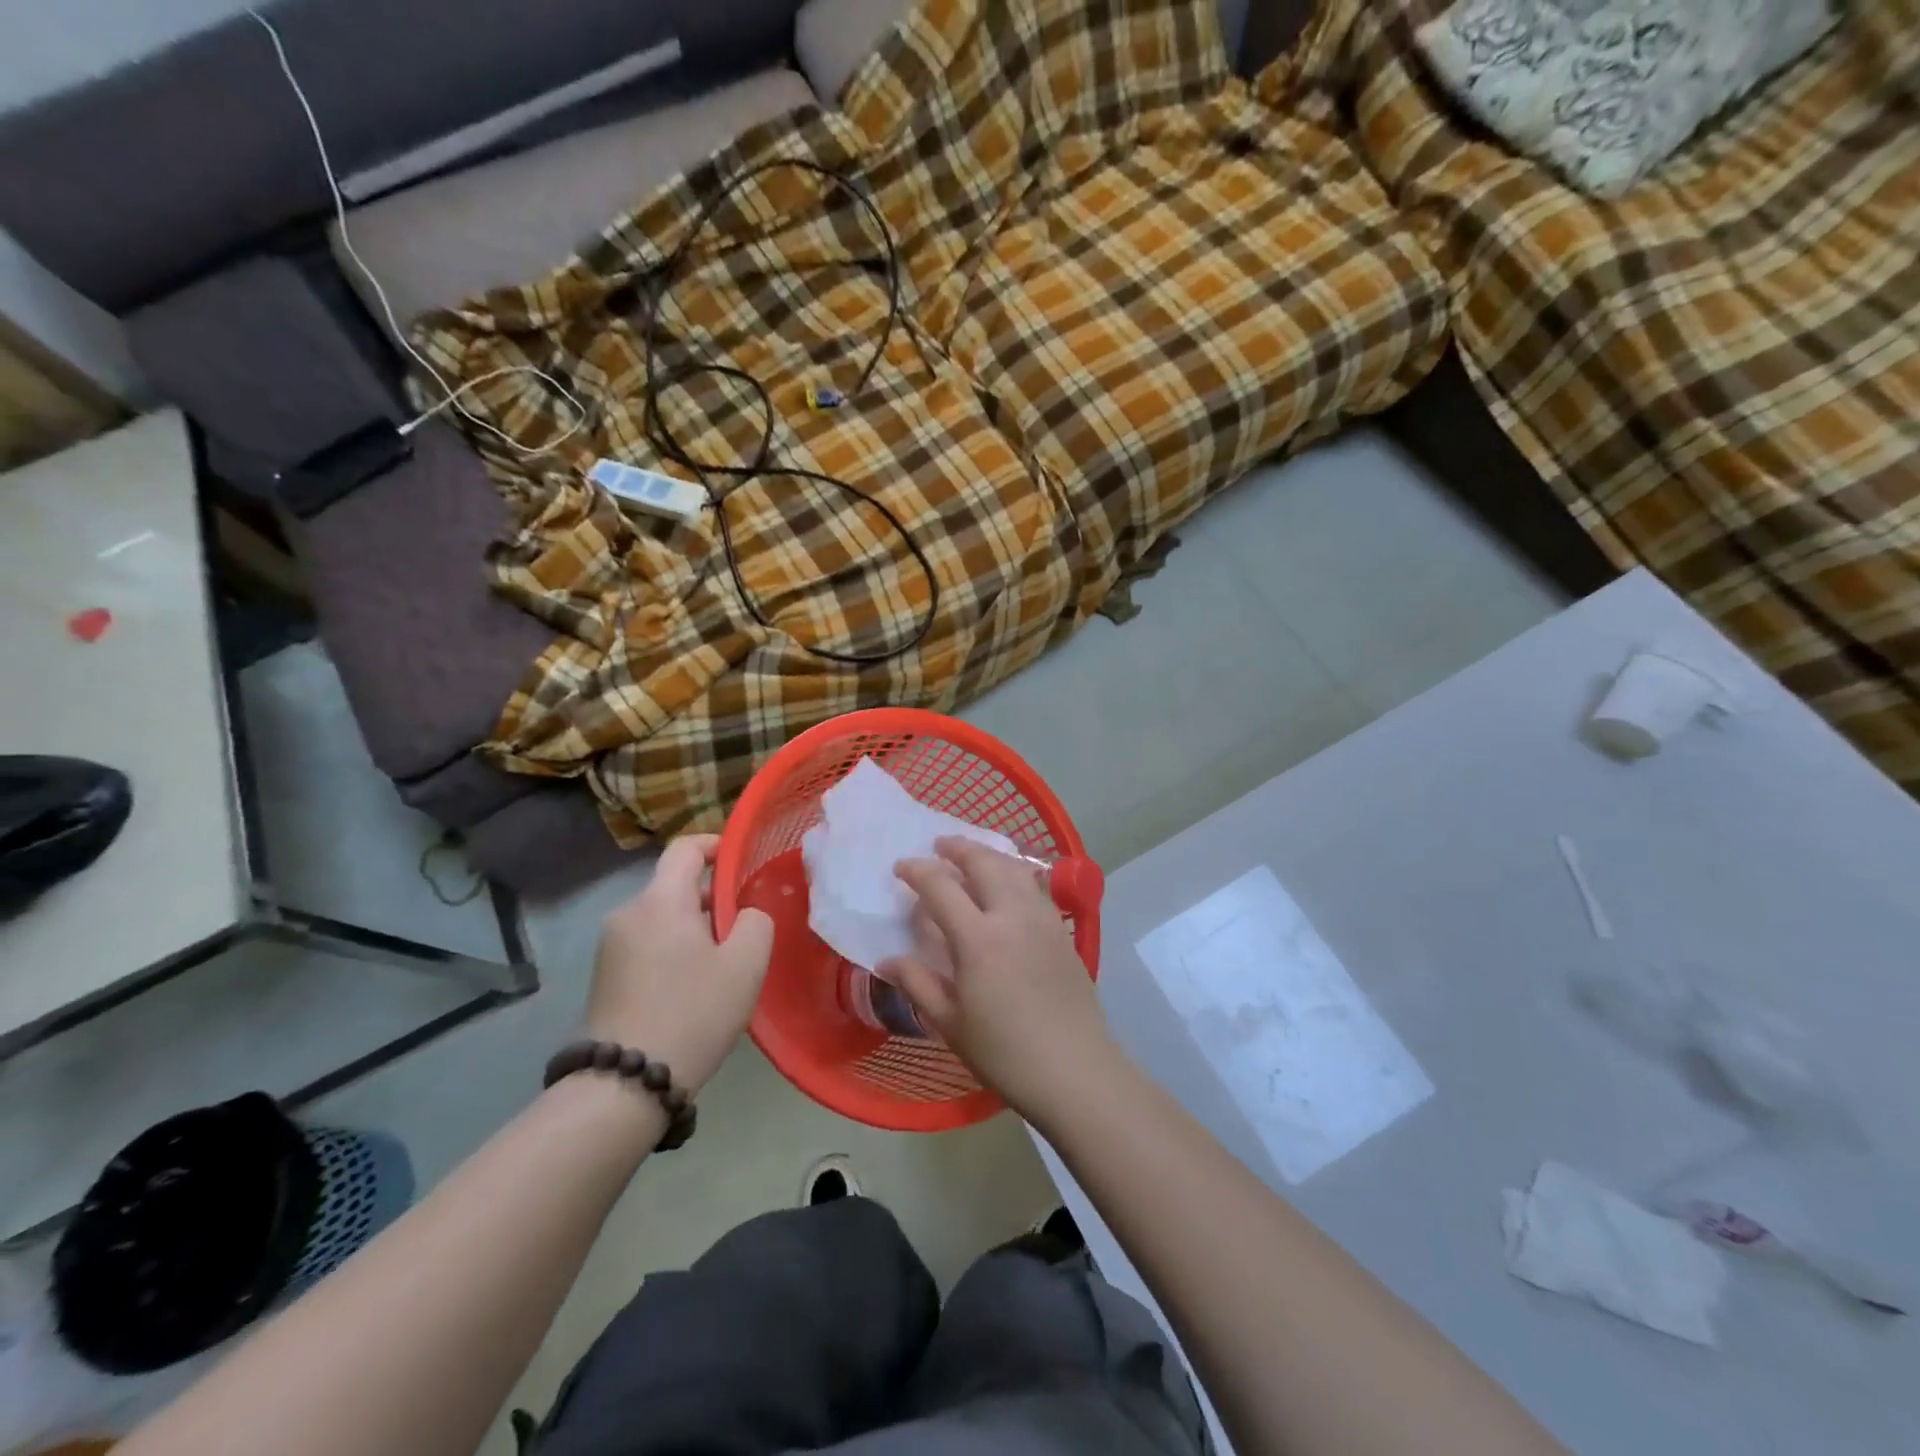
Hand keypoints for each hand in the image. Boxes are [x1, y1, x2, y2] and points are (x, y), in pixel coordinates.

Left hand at [586, 834, 773, 1095]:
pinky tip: (691, 988)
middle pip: (674, 886)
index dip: (715, 846)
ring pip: (662, 918)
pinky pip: (646, 944)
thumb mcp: (746, 964)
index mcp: (661, 900)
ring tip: (721, 964)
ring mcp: (610, 947)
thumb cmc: (693, 1012)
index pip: (684, 849)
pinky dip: (672, 950)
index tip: (739, 862)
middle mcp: (628, 913)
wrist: (625, 1082)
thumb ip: (755, 922)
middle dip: (710, 898)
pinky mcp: (604, 976)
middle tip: (742, 928)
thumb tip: (743, 914)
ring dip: (692, 928)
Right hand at [883, 838, 1114, 1121]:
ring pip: (1015, 868)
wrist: (1075, 1070)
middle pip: (984, 863)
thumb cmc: (1005, 1053)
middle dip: (958, 848)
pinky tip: (1008, 883)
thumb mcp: (950, 1023)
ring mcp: (1043, 920)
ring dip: (989, 854)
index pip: (941, 887)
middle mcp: (1012, 916)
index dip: (918, 871)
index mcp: (978, 939)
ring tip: (972, 856)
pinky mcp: (1063, 931)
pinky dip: (1016, 872)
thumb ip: (918, 983)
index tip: (901, 867)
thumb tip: (888, 959)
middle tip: (938, 846)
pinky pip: (1036, 886)